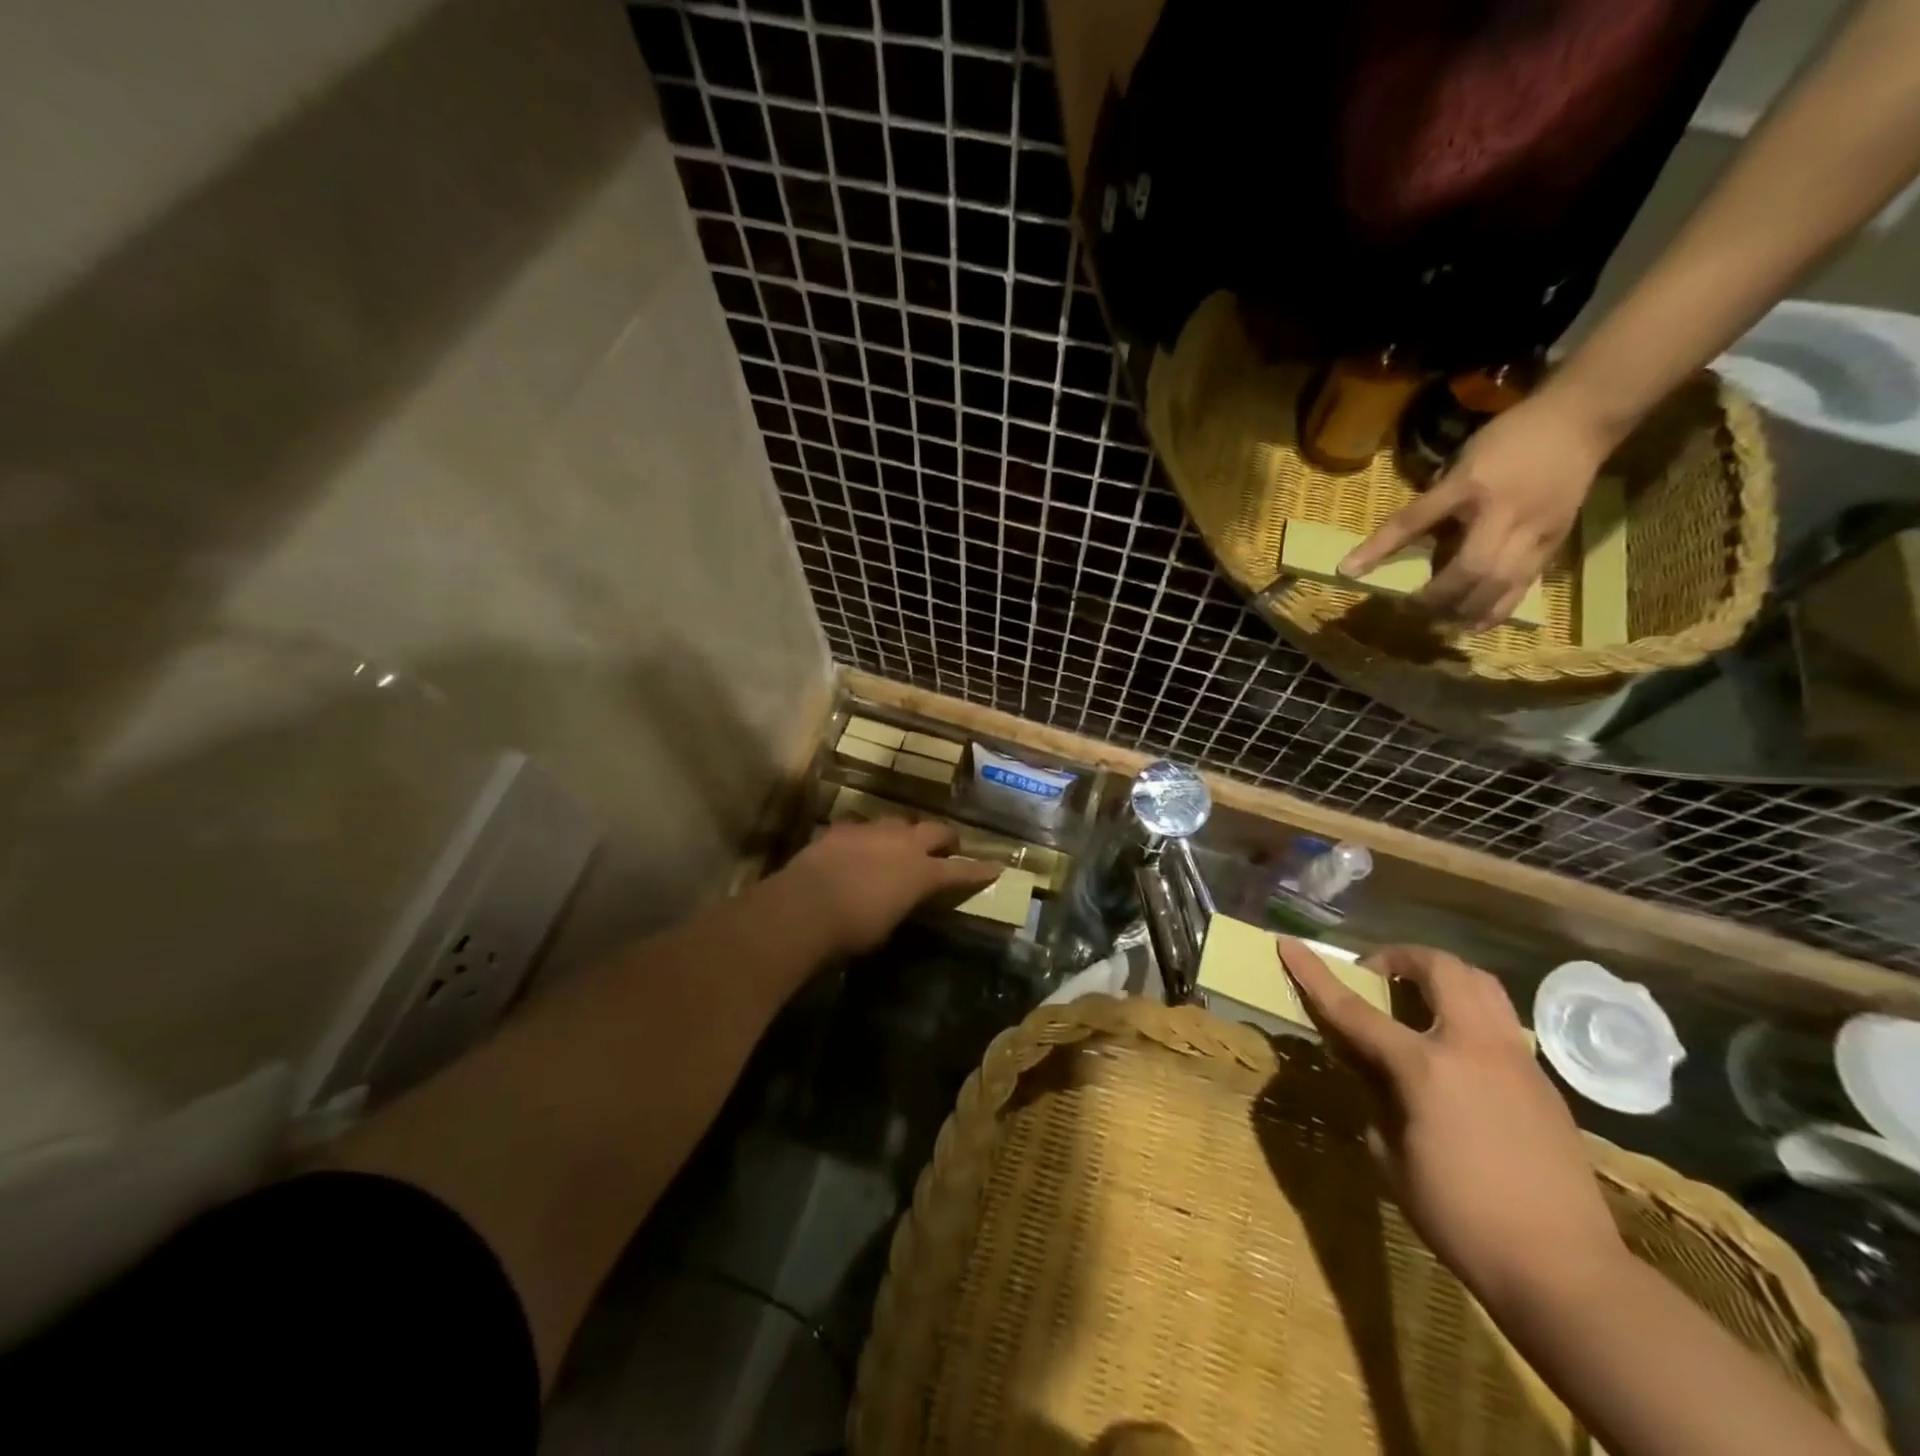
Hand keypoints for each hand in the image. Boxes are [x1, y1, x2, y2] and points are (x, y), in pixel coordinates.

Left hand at [778, 819, 1000, 956]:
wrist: (806, 904)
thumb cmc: (853, 928)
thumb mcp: (888, 925)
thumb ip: (902, 904)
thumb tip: (901, 899)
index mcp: (922, 873)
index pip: (960, 871)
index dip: (979, 871)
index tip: (996, 867)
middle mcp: (904, 844)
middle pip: (936, 830)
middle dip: (945, 839)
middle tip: (947, 848)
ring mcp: (872, 831)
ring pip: (899, 822)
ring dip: (905, 833)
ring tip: (900, 844)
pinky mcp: (843, 828)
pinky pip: (863, 827)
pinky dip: (867, 837)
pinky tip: (858, 846)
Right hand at [1277, 939, 1626, 1307]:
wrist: (1567, 1271)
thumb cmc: (1461, 1218)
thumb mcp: (1391, 1157)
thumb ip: (1374, 1096)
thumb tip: (1366, 1065)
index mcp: (1425, 1068)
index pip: (1354, 1009)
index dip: (1314, 974)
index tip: (1289, 944)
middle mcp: (1473, 1047)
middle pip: (1439, 968)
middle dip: (1399, 958)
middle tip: (1376, 977)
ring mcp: (1516, 1060)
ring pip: (1481, 983)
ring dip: (1441, 976)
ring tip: (1418, 999)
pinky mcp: (1543, 1082)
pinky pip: (1501, 1022)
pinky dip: (1469, 1013)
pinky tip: (1456, 1052)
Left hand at [1340, 388, 1610, 629]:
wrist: (1581, 421)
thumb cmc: (1510, 438)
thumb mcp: (1462, 461)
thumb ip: (1435, 500)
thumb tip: (1401, 537)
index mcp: (1470, 485)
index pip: (1414, 520)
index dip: (1379, 548)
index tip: (1348, 570)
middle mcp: (1504, 513)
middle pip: (1468, 568)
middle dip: (1436, 596)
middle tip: (1408, 610)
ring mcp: (1534, 532)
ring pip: (1499, 585)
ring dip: (1464, 610)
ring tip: (1438, 624)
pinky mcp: (1553, 545)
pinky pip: (1522, 586)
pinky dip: (1495, 610)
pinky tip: (1473, 625)